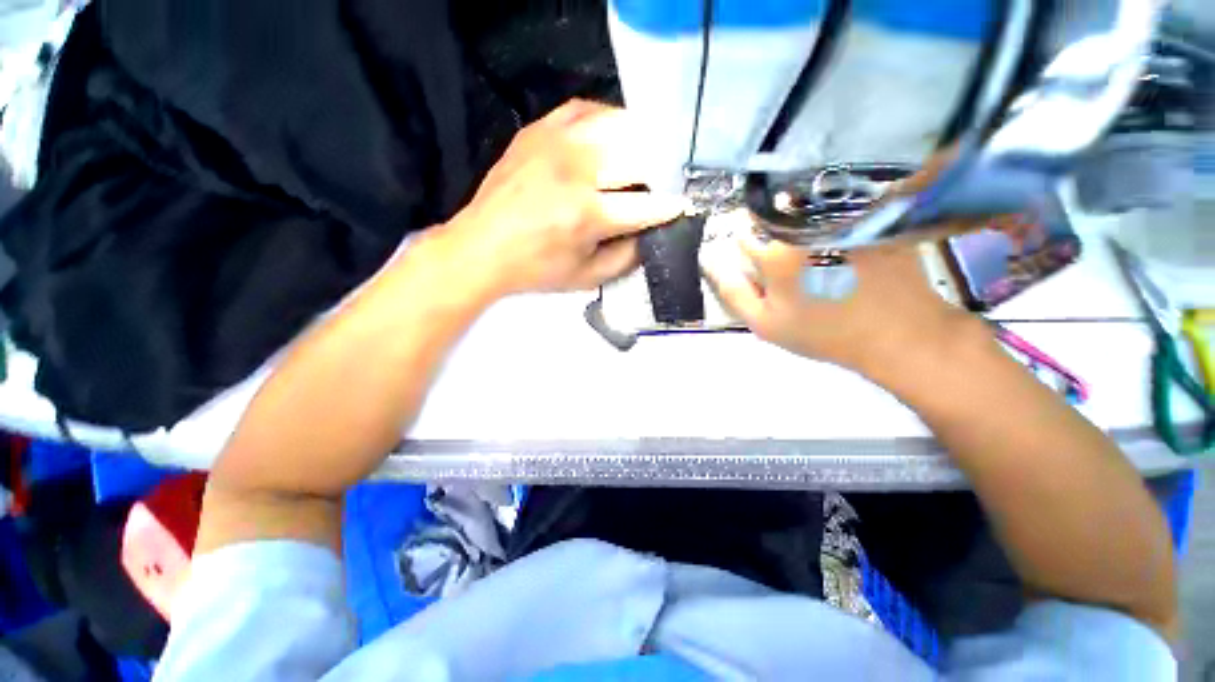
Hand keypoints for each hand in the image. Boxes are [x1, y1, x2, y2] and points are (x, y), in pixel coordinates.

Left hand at [440, 100, 685, 295]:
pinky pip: (585, 109)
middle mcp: (575, 171)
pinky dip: (607, 121)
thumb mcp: (586, 277)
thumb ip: (626, 257)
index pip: (645, 206)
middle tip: (666, 183)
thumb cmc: (536, 270)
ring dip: (640, 141)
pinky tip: (613, 136)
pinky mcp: (538, 130)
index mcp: (586, 215)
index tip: (684, 206)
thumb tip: (651, 233)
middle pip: (638, 157)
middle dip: (660, 172)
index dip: (670, 207)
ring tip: (647, 157)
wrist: (481, 248)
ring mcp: (555, 142)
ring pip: (617, 125)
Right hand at [701, 225, 982, 376]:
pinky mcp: (872, 214)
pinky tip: (843, 245)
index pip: (742, 229)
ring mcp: (843, 216)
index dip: (745, 244)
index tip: (756, 259)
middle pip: (771, 212)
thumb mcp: (766, 324)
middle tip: (787, 261)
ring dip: (798, 220)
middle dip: (770, 230)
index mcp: (776, 253)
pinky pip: (838, 203)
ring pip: (803, 204)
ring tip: (815, 252)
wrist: (898, 333)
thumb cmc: (824, 333)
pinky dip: (830, 217)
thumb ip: (733, 292)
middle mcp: (807, 225)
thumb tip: (712, 261)